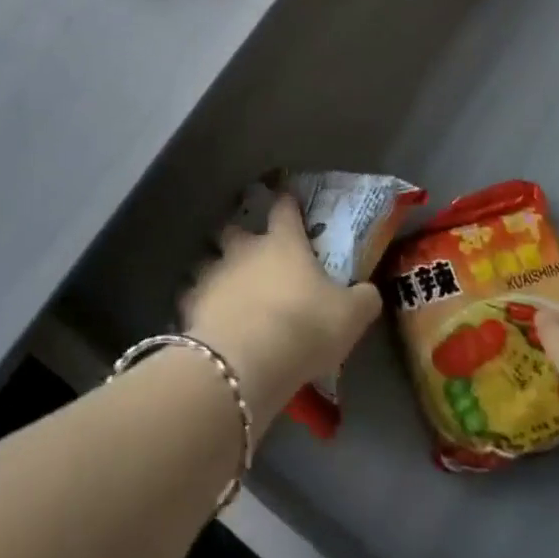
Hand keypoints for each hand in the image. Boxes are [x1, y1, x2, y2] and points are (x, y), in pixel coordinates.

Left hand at [183, 195, 383, 423]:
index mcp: (283, 243)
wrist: (248, 359)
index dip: (287, 201)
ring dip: (213, 268)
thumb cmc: (305, 327)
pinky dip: (196, 302)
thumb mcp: (351, 317)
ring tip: (220, 285)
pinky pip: (190, 295)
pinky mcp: (191, 302)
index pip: (284, 208)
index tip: (287, 198)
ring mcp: (214, 272)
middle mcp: (244, 249)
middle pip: (234, 228)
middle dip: (237, 235)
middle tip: (245, 250)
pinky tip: (203, 316)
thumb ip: (362, 299)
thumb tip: (368, 291)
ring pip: (206, 259)